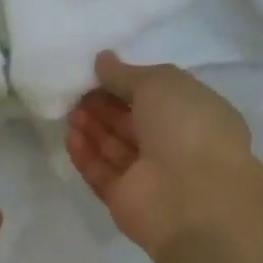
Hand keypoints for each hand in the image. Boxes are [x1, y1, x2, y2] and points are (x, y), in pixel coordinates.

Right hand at [65, 52, 262, 255]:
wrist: (192, 195)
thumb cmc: (186, 128)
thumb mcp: (160, 84)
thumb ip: (126, 74)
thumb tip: (102, 61)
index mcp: (193, 115)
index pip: (155, 98)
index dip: (125, 85)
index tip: (97, 75)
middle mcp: (173, 146)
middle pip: (131, 124)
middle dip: (104, 108)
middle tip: (78, 94)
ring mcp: (148, 177)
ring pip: (114, 149)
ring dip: (92, 129)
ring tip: (71, 113)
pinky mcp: (125, 200)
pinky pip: (102, 174)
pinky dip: (86, 156)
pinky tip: (70, 137)